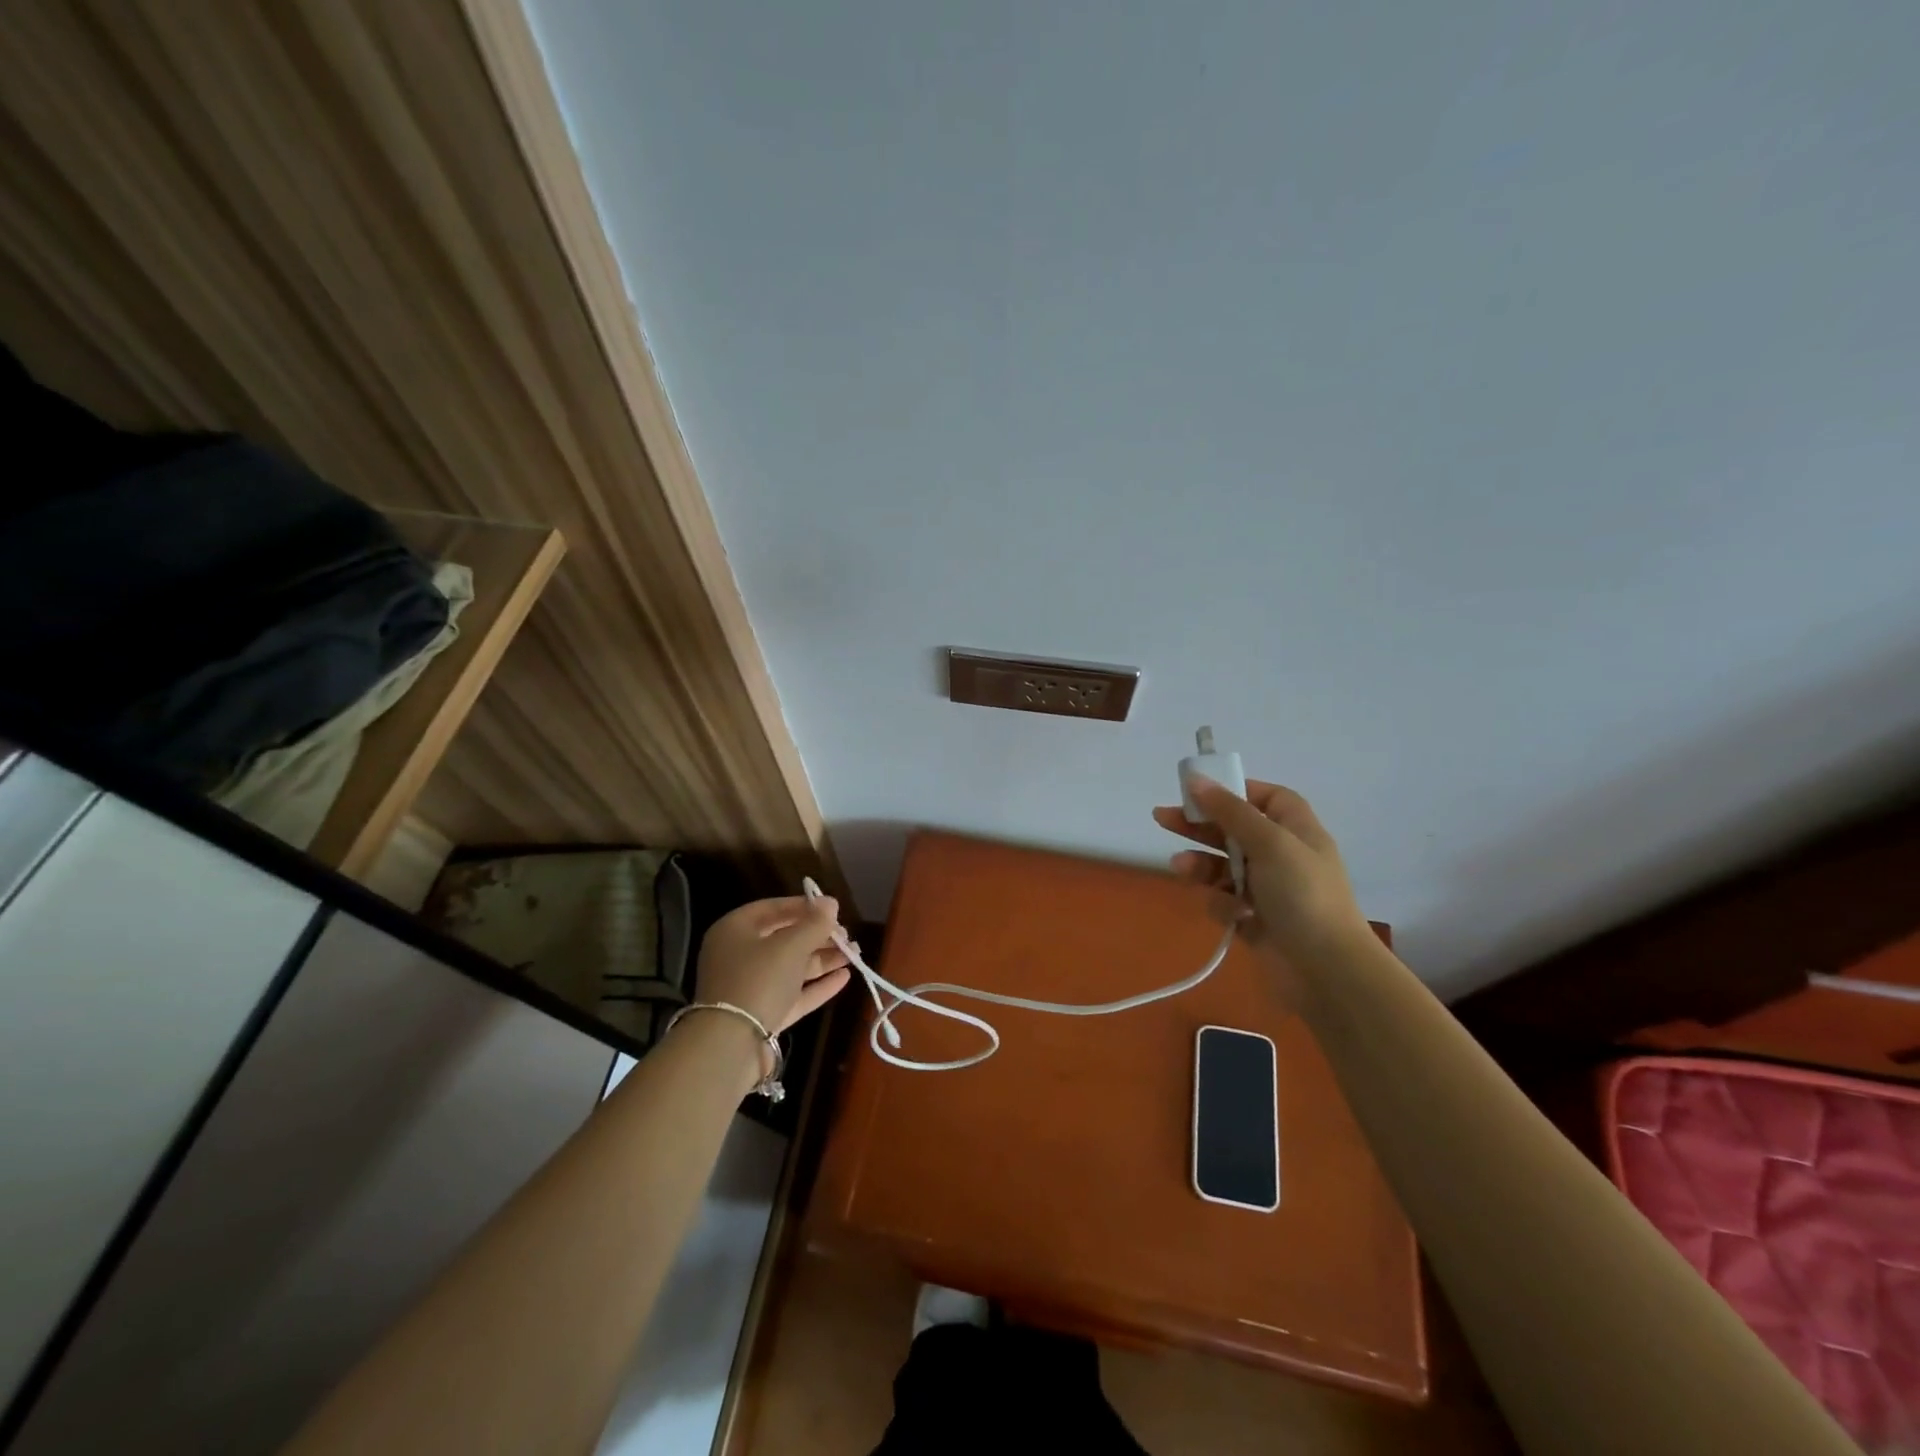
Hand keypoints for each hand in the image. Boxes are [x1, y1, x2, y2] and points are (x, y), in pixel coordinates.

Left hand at [693, 895, 852, 1039]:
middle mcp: (739, 955)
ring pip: (791, 967)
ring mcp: (750, 987)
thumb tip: (831, 903)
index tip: (833, 909)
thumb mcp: (791, 945)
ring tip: (854, 954)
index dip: (805, 906)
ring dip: (823, 959)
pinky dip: (817, 985)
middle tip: (847, 936)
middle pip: (784, 938)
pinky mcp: (762, 1014)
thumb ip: (814, 923)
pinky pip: (793, 993)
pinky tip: (844, 977)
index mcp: (735, 930)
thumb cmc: (759, 979)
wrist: (732, 1044)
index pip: (773, 908)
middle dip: (818, 936)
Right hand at [1153, 779, 1370, 978]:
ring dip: (1201, 865)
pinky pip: (1226, 901)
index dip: (1236, 791)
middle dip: (1200, 825)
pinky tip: (1232, 915)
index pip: (1267, 798)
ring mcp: (1268, 890)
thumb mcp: (1269, 843)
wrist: (1327, 971)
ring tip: (1181, 869)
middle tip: (1163, 819)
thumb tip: (1197, 779)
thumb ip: (1230, 810)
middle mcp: (1283, 856)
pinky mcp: (1255, 920)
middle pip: (1234, 829)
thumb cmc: (1303, 895)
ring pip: (1223, 866)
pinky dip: (1223, 905)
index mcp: (1296, 831)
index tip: (1202, 791)